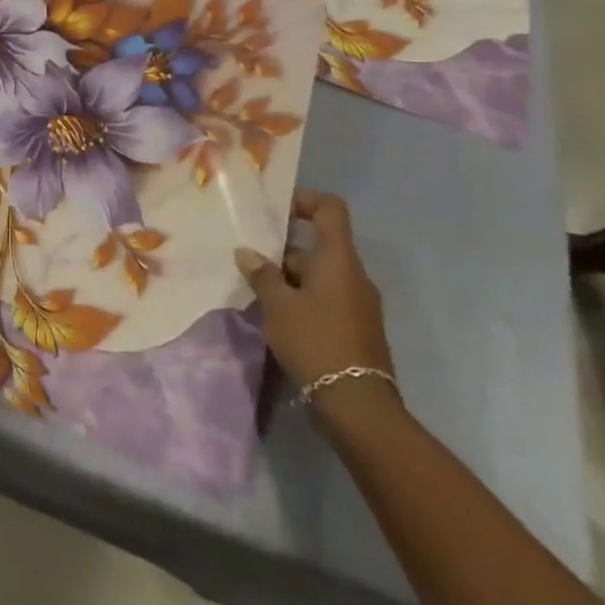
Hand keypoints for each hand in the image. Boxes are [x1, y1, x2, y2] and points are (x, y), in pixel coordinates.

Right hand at [235, 190, 394, 393]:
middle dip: (283, 248)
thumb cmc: (316, 342)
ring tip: (255, 287)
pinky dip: (301, 298)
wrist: (358, 405)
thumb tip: (246, 252)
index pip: (330, 210)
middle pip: (319, 245)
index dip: (304, 200)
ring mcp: (358, 303)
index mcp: (339, 260)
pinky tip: (275, 314)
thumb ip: (262, 274)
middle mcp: (353, 275)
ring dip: (289, 276)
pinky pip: (325, 298)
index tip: (274, 208)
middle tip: (249, 254)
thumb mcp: (278, 306)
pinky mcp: (355, 327)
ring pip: (319, 274)